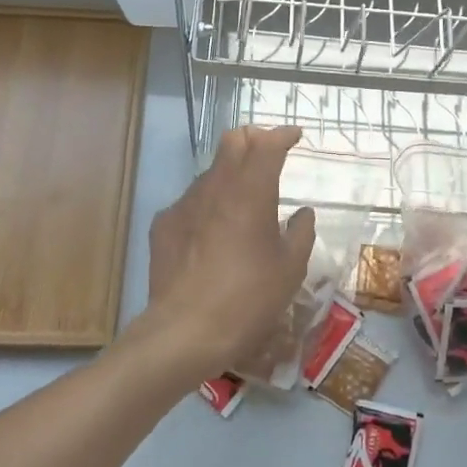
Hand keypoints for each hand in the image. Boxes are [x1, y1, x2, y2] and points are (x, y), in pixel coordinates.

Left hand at [139, 127, 316, 387]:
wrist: (186, 331)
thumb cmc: (250, 298)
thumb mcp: (290, 268)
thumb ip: (301, 233)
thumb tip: (302, 213)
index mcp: (251, 190)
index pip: (268, 143)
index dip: (283, 135)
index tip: (295, 136)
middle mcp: (215, 186)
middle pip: (232, 141)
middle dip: (253, 139)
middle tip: (268, 154)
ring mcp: (184, 203)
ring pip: (210, 172)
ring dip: (230, 175)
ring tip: (242, 202)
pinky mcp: (163, 224)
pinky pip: (190, 202)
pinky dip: (208, 205)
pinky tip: (212, 233)